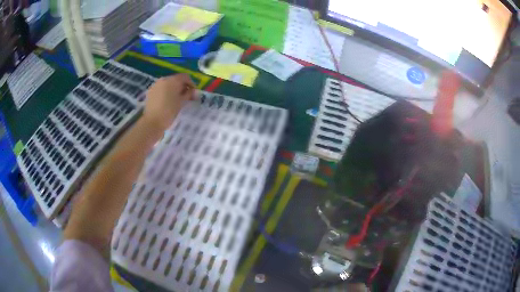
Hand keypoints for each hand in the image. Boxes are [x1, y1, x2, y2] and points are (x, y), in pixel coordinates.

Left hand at [142, 74, 194, 132]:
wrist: (152, 122)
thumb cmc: (169, 111)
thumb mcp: (182, 102)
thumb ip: (189, 94)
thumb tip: (194, 91)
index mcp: (173, 80)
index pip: (185, 77)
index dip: (191, 83)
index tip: (194, 93)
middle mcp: (164, 79)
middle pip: (176, 79)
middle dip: (182, 86)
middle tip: (186, 96)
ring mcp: (156, 85)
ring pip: (168, 84)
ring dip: (174, 89)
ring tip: (177, 99)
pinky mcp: (151, 91)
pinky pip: (161, 88)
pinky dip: (166, 92)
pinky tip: (167, 100)